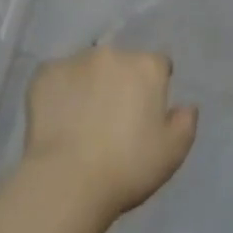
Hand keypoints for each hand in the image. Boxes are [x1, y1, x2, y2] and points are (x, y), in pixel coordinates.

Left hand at [23, 46, 197, 221]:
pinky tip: (57, 120)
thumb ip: (185, 122)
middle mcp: (113, 53)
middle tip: (112, 118)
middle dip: (119, 82)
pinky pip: (56, 78)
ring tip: (81, 120)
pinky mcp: (45, 73)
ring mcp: (75, 60)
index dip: (154, 86)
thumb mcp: (172, 153)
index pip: (158, 65)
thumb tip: (187, 106)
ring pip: (87, 67)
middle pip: (121, 62)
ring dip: (89, 84)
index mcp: (146, 66)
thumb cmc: (128, 167)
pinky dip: (59, 92)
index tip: (146, 112)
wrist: (68, 180)